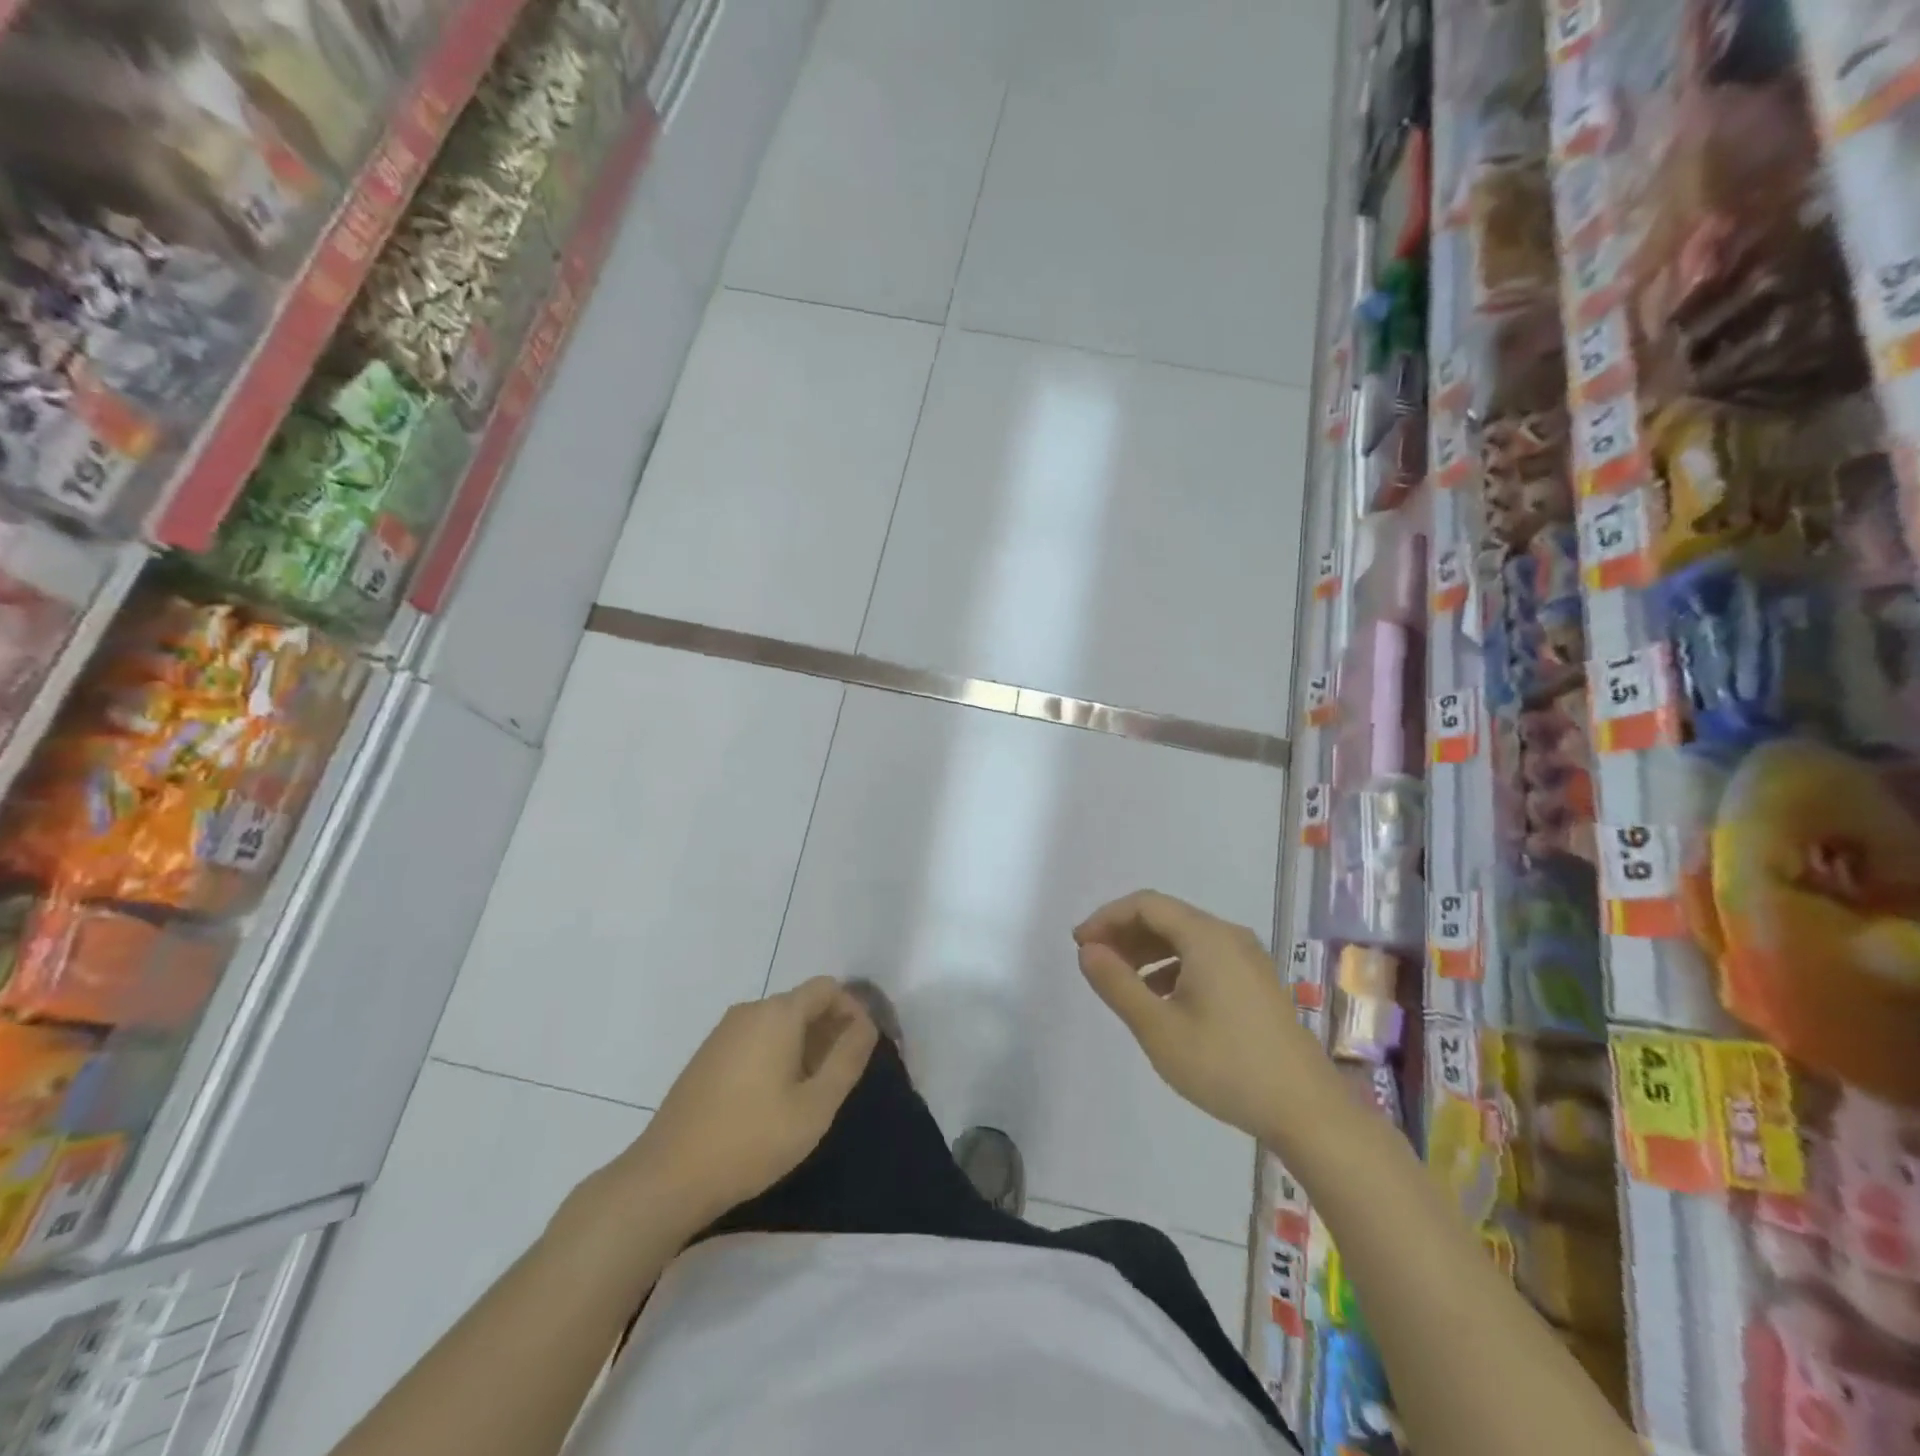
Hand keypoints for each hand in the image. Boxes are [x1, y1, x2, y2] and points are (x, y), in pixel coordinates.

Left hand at [596, 978, 877, 1236]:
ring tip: (810, 1092)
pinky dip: (775, 1054)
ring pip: (778, 1023)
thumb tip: (867, 1025)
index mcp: (778, 1014)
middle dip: (829, 1029)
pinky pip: (754, 1039)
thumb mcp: (815, 1106)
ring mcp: (722, 1032)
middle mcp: (749, 1011)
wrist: (667, 1178)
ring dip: (803, 1044)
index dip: (853, 1010)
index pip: (827, 988)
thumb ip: (848, 1059)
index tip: (862, 1048)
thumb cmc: (751, 1140)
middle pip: (802, 1003)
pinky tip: (773, 1099)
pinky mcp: (706, 1056)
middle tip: (840, 1076)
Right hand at [1075, 890, 1337, 1140]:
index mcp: (1206, 937)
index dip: (1107, 917)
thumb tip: (1088, 950)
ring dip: (1147, 950)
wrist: (1306, 1110)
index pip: (1145, 904)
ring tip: (1120, 980)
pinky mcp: (1256, 981)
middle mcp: (1229, 936)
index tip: (1080, 944)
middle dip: (1125, 933)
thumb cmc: (1225, 1066)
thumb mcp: (1158, 1028)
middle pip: (1166, 916)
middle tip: (1094, 961)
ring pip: (1185, 937)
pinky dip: (1172, 966)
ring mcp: (1248, 958)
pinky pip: (1204, 956)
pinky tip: (1159, 998)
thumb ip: (1117, 984)